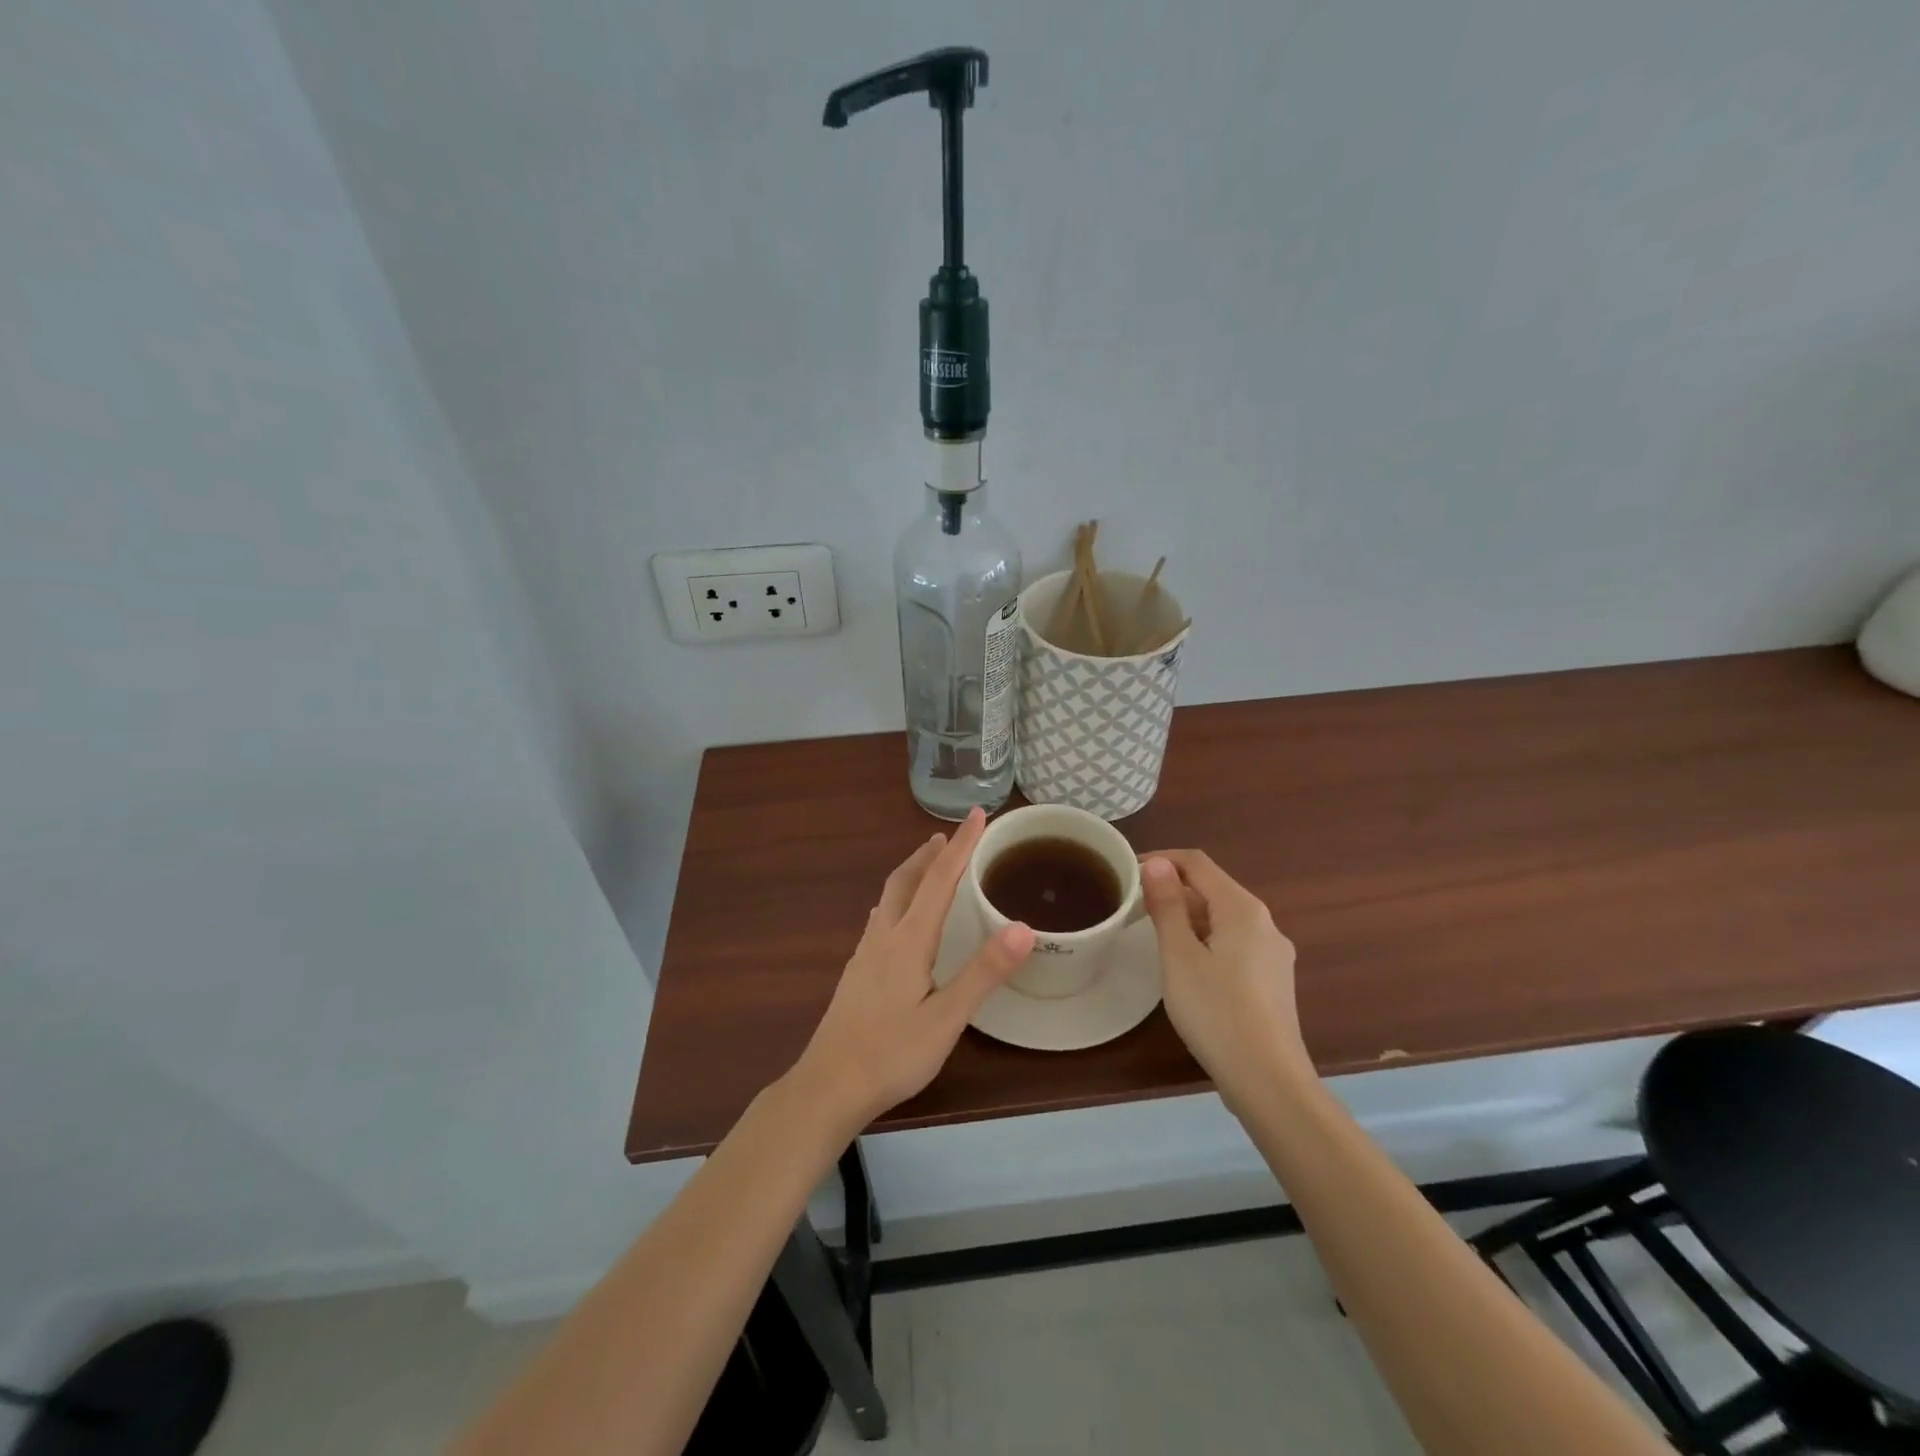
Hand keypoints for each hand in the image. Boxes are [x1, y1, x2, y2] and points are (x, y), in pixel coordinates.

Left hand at [789, 808, 1034, 1132]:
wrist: (828, 1086)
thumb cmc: (891, 1054)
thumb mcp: (946, 1018)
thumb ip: (984, 972)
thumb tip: (1023, 926)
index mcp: (908, 940)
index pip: (939, 880)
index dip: (961, 845)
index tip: (978, 814)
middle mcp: (884, 936)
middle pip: (906, 880)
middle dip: (931, 853)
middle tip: (952, 835)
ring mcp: (865, 954)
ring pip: (890, 896)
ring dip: (913, 872)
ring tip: (929, 864)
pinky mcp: (857, 972)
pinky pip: (881, 917)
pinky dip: (899, 899)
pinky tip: (899, 918)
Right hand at [1140, 850, 1312, 1106]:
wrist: (1268, 1081)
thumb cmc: (1216, 1011)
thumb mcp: (1179, 956)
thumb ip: (1168, 905)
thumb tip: (1157, 863)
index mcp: (1242, 908)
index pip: (1197, 863)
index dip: (1161, 860)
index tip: (1127, 873)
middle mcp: (1264, 923)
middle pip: (1213, 888)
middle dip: (1173, 889)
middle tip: (1134, 907)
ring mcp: (1274, 953)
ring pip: (1223, 918)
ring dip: (1188, 916)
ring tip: (1153, 935)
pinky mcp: (1273, 980)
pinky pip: (1234, 943)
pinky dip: (1206, 940)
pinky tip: (1188, 967)